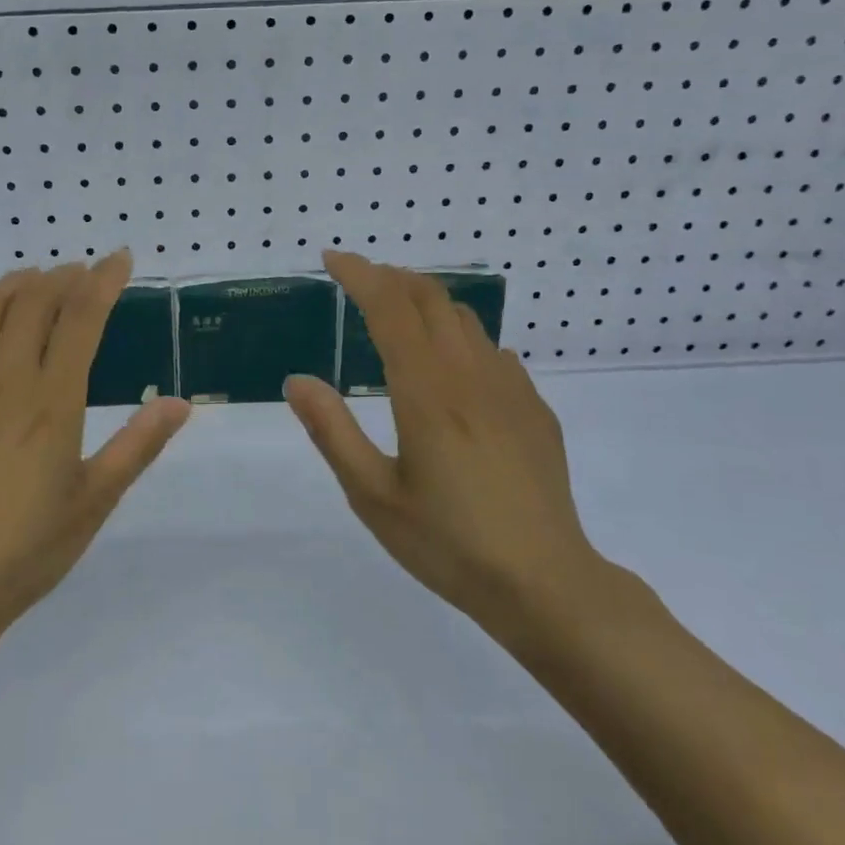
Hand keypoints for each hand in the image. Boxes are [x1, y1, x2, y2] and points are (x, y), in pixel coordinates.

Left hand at [0, 253, 190, 641]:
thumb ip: (137, 446)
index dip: (103, 281)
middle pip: (33, 304)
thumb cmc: (26, 549)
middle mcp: (2, 378)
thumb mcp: (94, 501)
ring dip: (11, 285)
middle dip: (61, 278)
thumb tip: (181, 403)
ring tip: (30, 278)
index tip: (119, 260)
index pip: (82, 318)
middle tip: (77, 272)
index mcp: (52, 400)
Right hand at [284, 251, 601, 633]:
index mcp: (427, 392)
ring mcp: (510, 390)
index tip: (332, 260)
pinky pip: (492, 350)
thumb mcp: (372, 495)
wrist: (546, 584)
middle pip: (431, 299)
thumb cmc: (448, 543)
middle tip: (358, 280)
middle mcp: (471, 376)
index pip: (390, 308)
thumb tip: (298, 380)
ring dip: (425, 301)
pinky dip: (459, 336)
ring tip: (396, 313)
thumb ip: (332, 432)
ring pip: (465, 319)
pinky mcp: (534, 410)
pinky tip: (451, 365)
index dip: (359, 274)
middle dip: (391, 277)